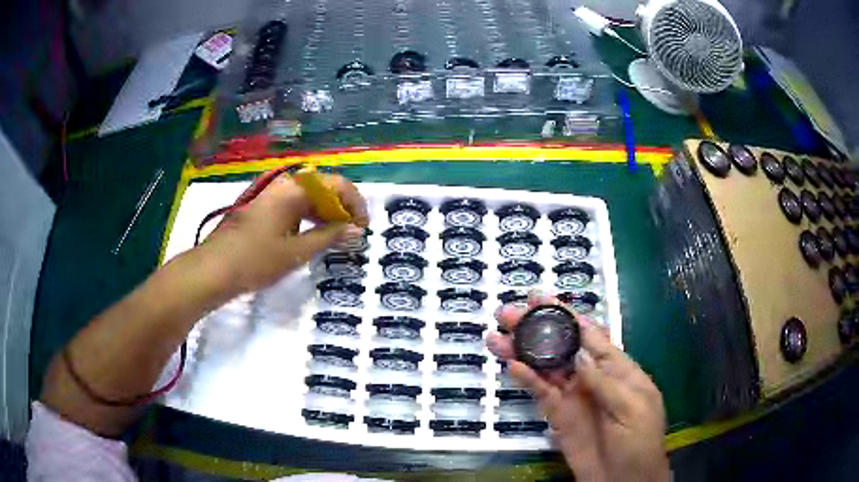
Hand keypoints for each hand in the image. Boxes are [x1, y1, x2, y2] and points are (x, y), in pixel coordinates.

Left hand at [197, 172, 368, 293]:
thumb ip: (328, 236)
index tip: (362, 227)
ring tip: (334, 236)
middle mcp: (283, 185)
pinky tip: (310, 234)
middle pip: (322, 187)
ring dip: (324, 212)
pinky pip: (292, 204)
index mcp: (294, 190)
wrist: (213, 269)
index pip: (336, 184)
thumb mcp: (296, 252)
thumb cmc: (256, 261)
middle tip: (350, 233)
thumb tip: (354, 229)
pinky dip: (307, 216)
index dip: (354, 203)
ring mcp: (270, 195)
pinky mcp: (261, 206)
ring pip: (307, 196)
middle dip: (340, 208)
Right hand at [487, 293, 668, 481]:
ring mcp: (573, 397)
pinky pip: (541, 394)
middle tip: (507, 314)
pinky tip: (512, 367)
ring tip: (497, 337)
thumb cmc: (639, 441)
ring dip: (523, 352)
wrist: (623, 480)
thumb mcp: (633, 408)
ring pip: (545, 368)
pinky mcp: (559, 416)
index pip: (590, 335)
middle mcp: (591, 377)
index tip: (541, 299)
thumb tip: (580, 355)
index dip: (567, 316)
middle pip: (561, 348)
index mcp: (617, 369)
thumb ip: (605, 382)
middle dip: (536, 329)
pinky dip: (526, 380)